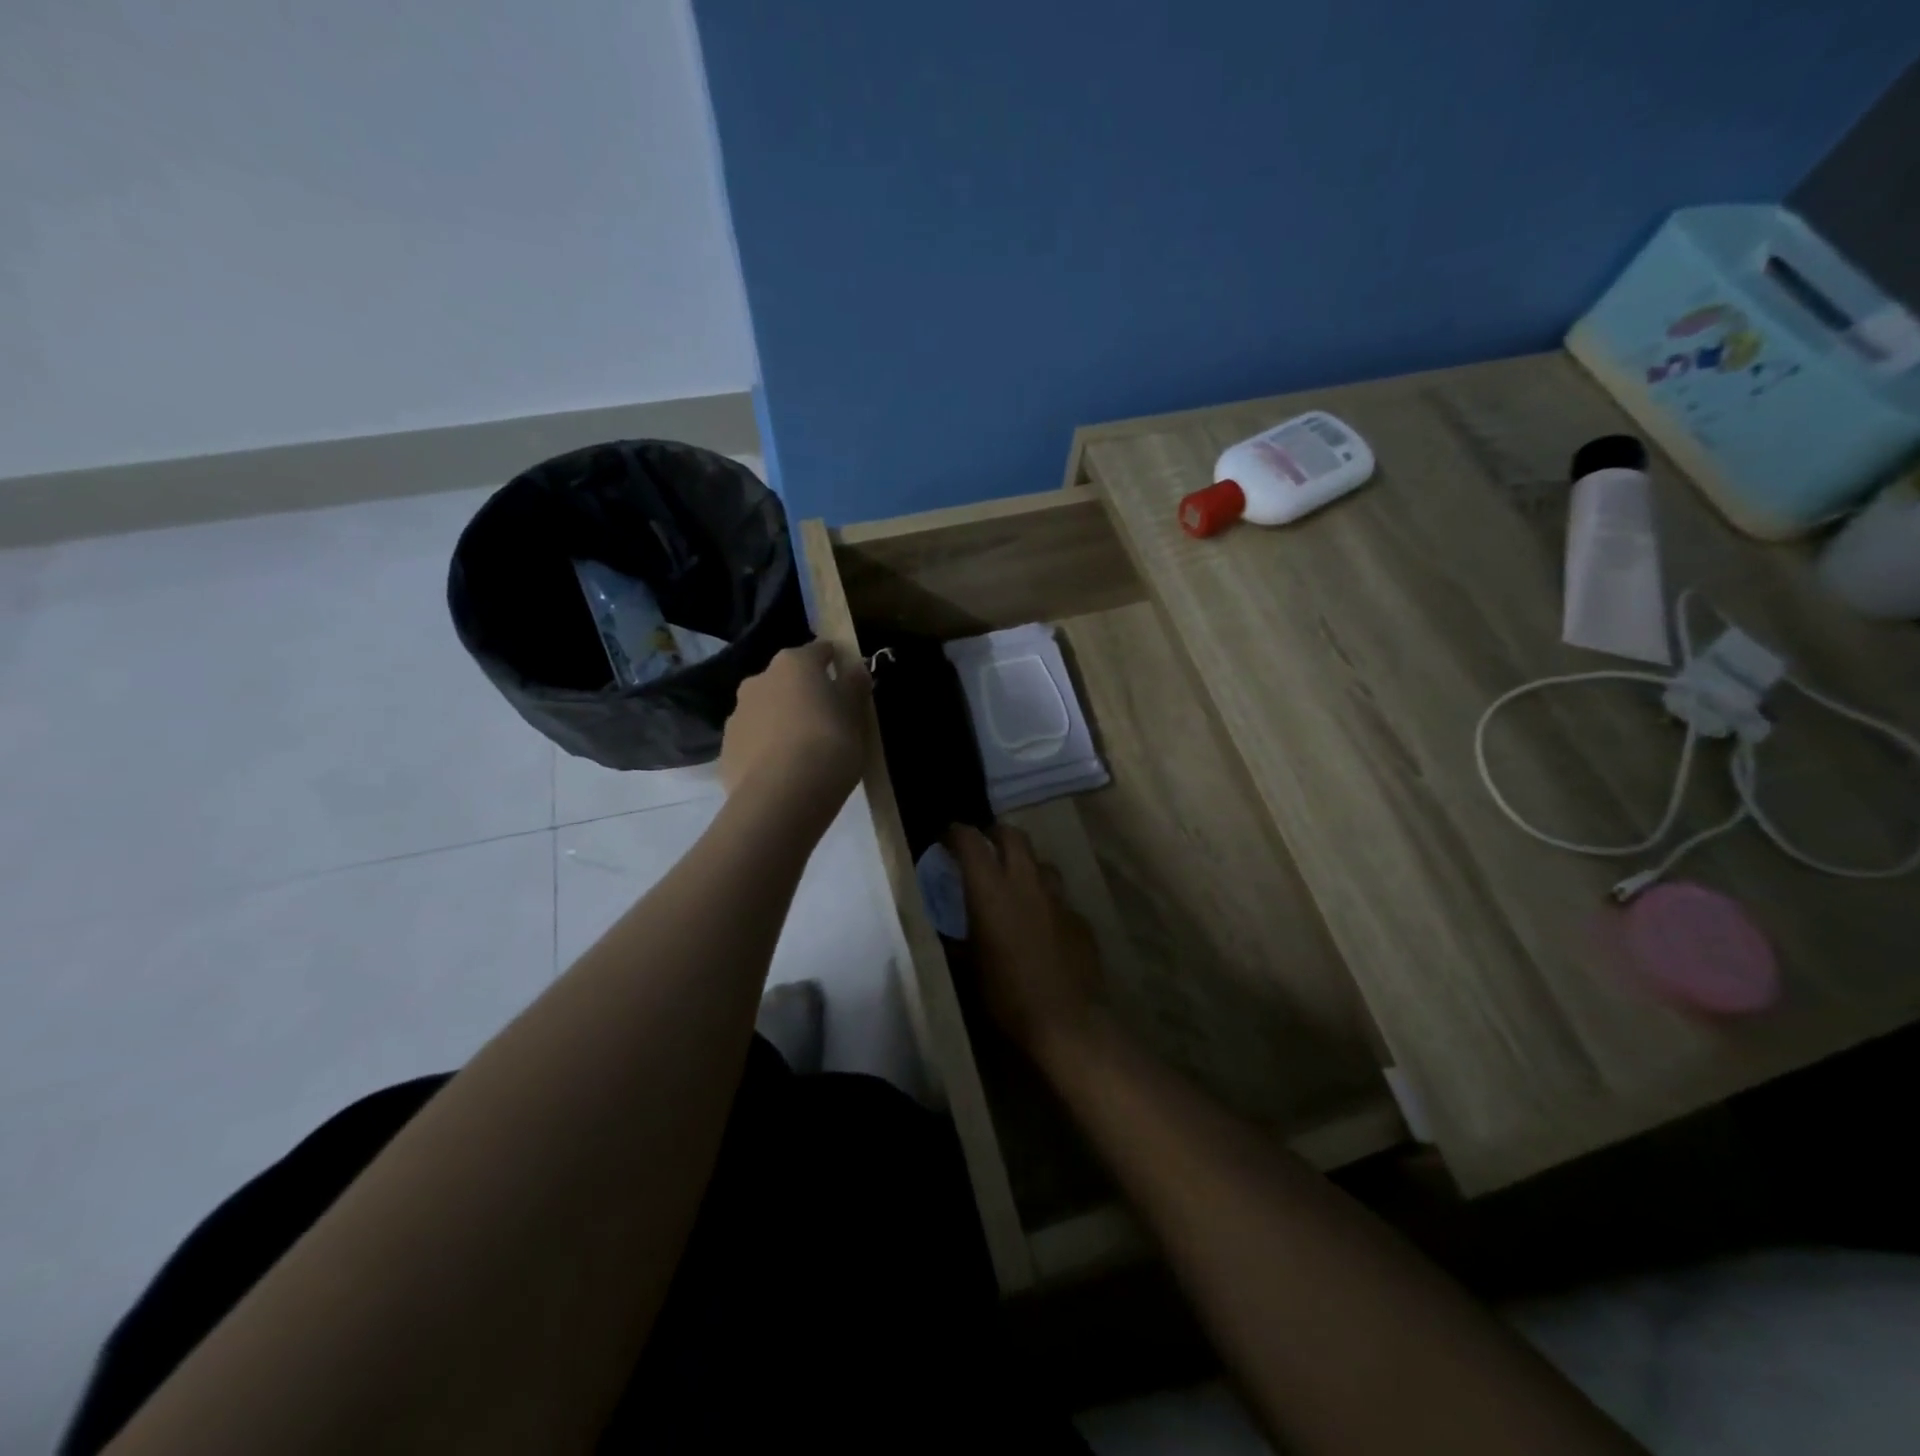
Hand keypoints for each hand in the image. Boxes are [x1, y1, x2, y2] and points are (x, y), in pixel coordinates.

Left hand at [721, 640, 871, 808]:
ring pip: (766, 710)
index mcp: (794, 664)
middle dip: (804, 693)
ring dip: (781, 720)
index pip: (820, 651)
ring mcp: (737, 715)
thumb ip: (854, 686)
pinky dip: (766, 749)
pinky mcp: (726, 750)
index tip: (847, 679)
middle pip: (787, 680)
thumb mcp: (855, 715)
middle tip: (826, 719)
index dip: (835, 661)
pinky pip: (753, 742)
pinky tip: (783, 771)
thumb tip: (854, 667)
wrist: (782, 798)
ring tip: (802, 750)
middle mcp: (759, 680)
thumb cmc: (829, 745)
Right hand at [947, 823, 1103, 1063]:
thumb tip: (951, 930)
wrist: (1065, 1021)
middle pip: (1013, 836)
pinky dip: (1046, 902)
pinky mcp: (1080, 918)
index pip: (971, 842)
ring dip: (1025, 865)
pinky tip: (1042, 925)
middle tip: (985, 846)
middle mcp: (1025, 883)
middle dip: (996, 834)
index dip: (958, 833)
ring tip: (1015, 884)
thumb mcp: (969, 968)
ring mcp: (1058, 899)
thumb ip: (959, 940)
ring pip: (1041, 864)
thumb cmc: (1006, 996)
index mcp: (990, 891)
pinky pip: (1059, 899)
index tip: (948, 837)